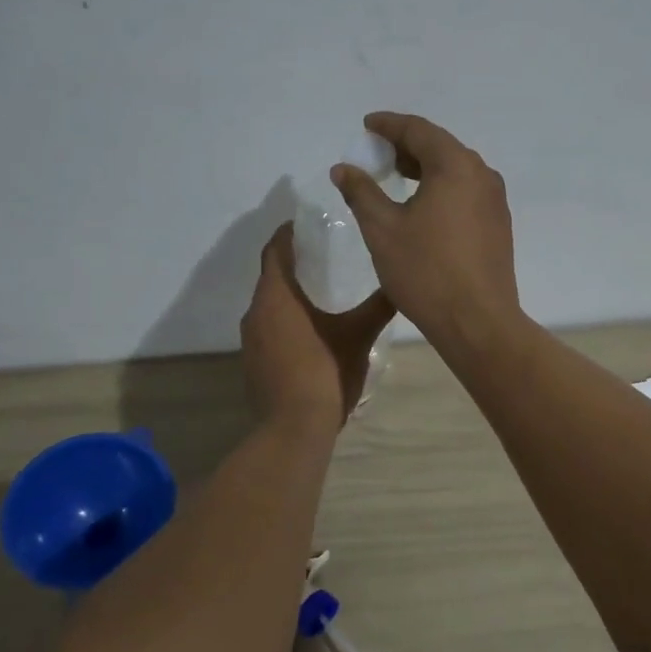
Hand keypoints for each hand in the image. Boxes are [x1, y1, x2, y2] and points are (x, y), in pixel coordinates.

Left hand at [240, 223, 395, 427]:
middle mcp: (256, 312)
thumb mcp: (359, 336)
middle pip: (270, 276)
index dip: (287, 233)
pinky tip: (309, 331)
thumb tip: (399, 284)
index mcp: (277, 296)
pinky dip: (284, 321)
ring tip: (319, 291)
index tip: (304, 223)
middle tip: (322, 255)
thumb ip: (378, 307)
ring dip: (288, 295)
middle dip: (291, 263)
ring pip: (268, 305)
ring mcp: (250, 340)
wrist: (294, 428)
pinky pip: (267, 329)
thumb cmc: (326, 372)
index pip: (275, 250)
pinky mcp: (253, 363)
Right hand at [331, 112, 522, 350]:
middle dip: (406, 145)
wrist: (477, 322)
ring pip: (455, 171)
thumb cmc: (425, 272)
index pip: (418, 130)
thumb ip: (362, 192)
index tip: (366, 125)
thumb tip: (344, 168)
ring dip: (424, 168)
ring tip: (395, 176)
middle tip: (376, 152)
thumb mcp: (383, 229)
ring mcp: (495, 201)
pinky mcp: (498, 225)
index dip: (389, 125)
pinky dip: (441, 188)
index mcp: (455, 166)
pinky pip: (466, 192)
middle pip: (440, 147)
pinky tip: (422, 206)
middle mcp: (482, 175)